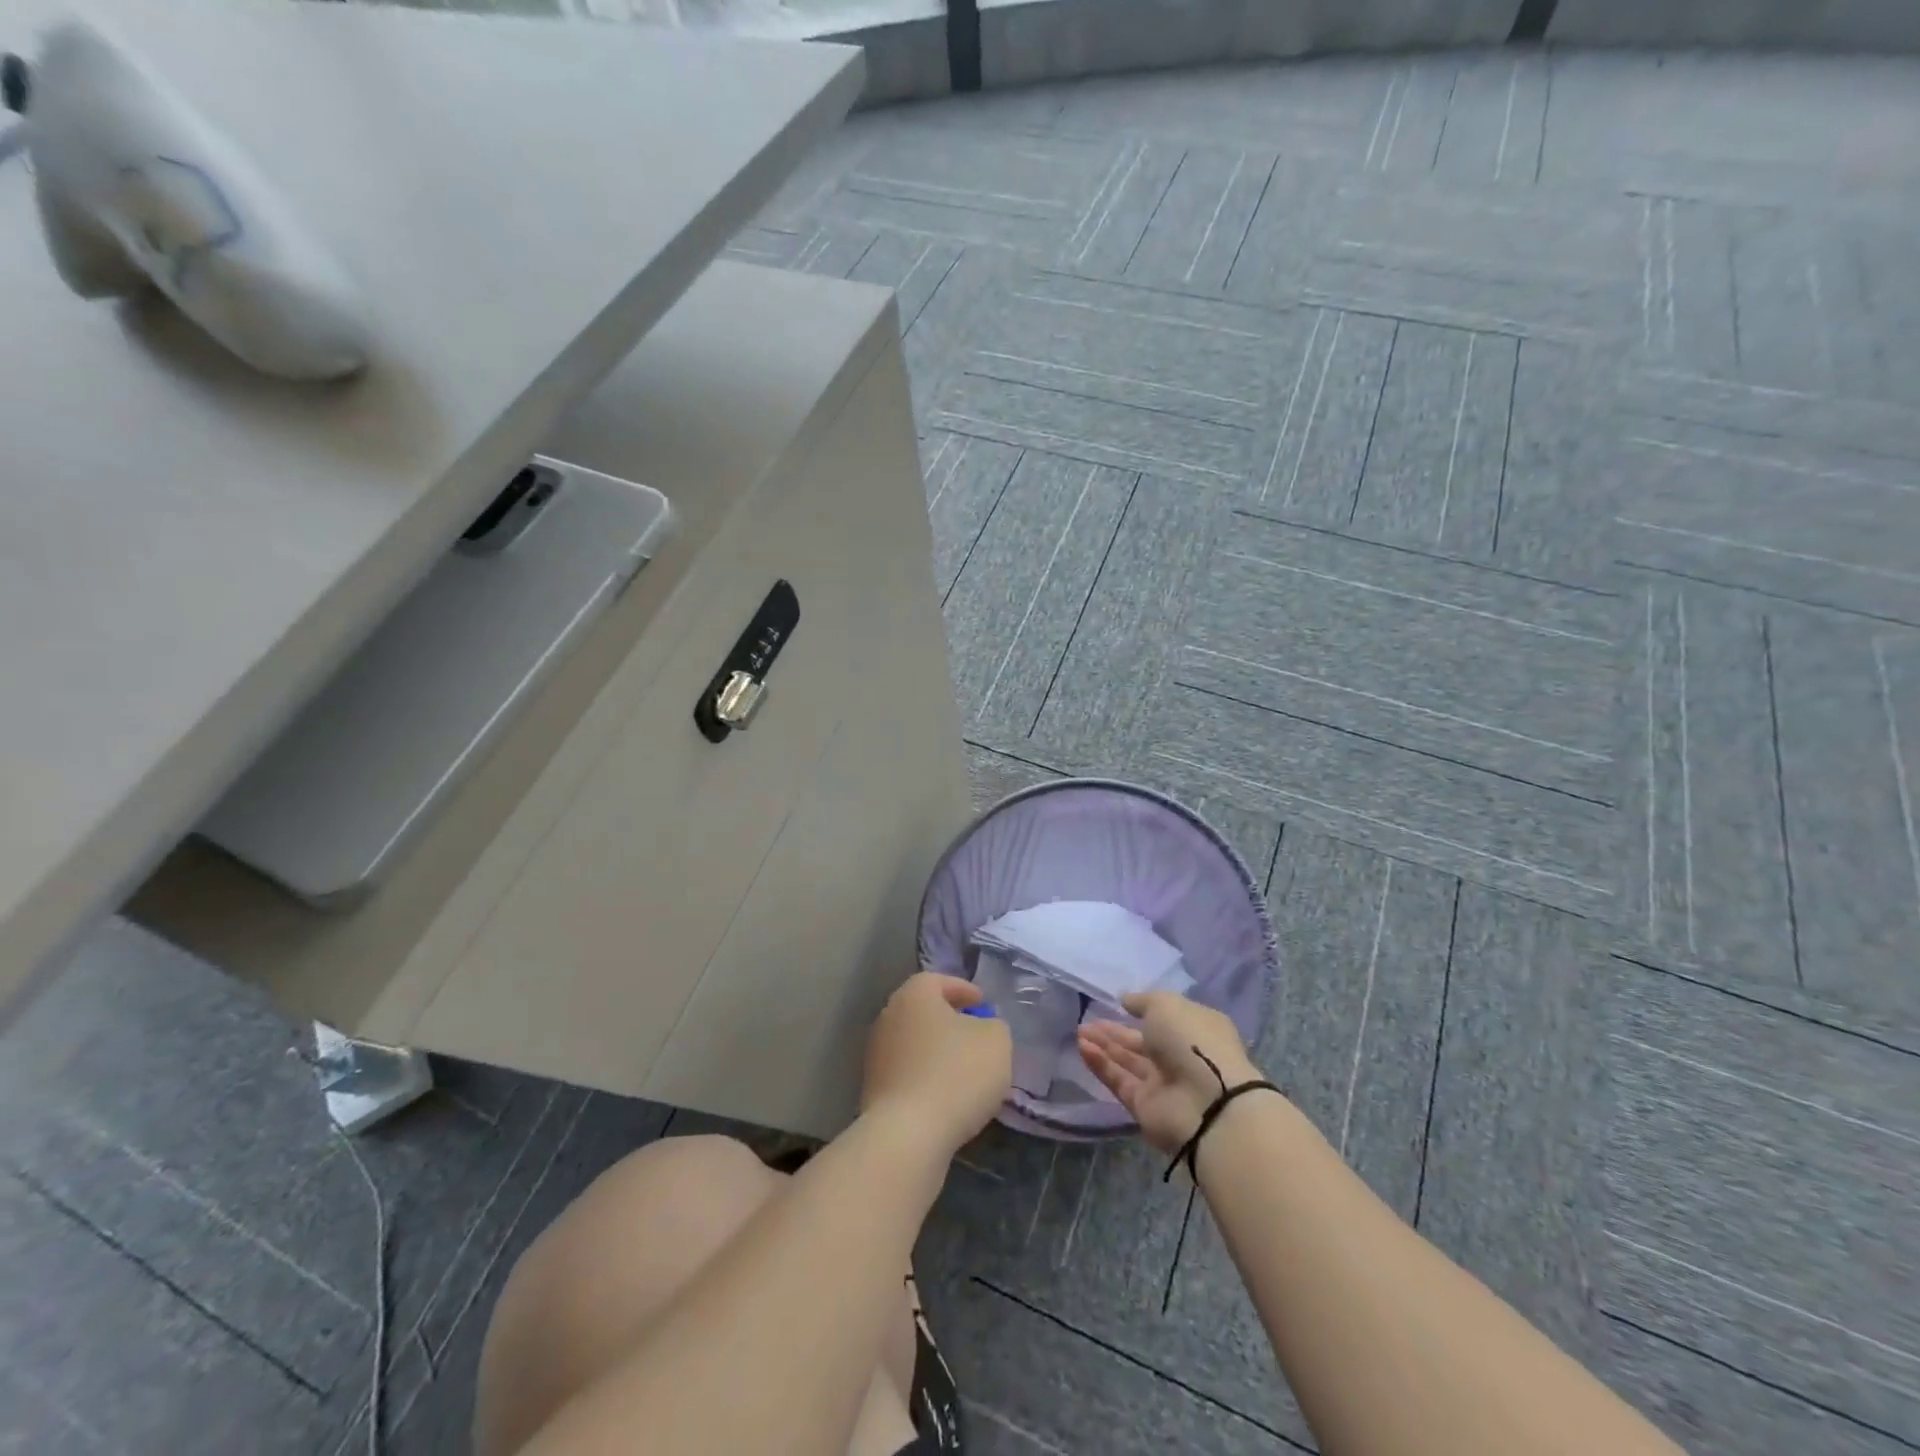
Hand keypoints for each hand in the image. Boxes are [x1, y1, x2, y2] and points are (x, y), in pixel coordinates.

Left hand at [863, 972, 1011, 1157]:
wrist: (907, 1134)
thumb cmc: (955, 1074)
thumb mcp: (996, 1042)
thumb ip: (993, 1026)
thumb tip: (983, 1028)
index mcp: (914, 995)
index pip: (938, 980)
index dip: (963, 989)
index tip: (983, 1004)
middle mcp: (889, 1016)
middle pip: (923, 1011)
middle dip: (950, 1020)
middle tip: (975, 1034)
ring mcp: (876, 1054)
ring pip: (914, 1043)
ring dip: (937, 1051)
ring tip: (965, 1070)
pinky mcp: (873, 1089)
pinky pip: (907, 1073)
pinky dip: (926, 1077)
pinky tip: (946, 1096)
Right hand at [1078, 992, 1266, 1155]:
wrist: (1206, 1103)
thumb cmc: (1193, 1041)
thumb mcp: (1167, 1005)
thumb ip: (1142, 1001)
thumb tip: (1125, 1000)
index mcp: (1194, 1029)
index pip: (1164, 1018)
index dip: (1141, 1010)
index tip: (1118, 1003)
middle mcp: (1178, 1056)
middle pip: (1140, 1041)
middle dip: (1114, 1030)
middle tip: (1086, 1019)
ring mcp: (1162, 1082)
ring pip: (1127, 1060)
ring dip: (1103, 1045)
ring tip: (1079, 1031)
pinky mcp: (1144, 1105)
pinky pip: (1118, 1080)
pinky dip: (1100, 1064)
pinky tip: (1082, 1047)